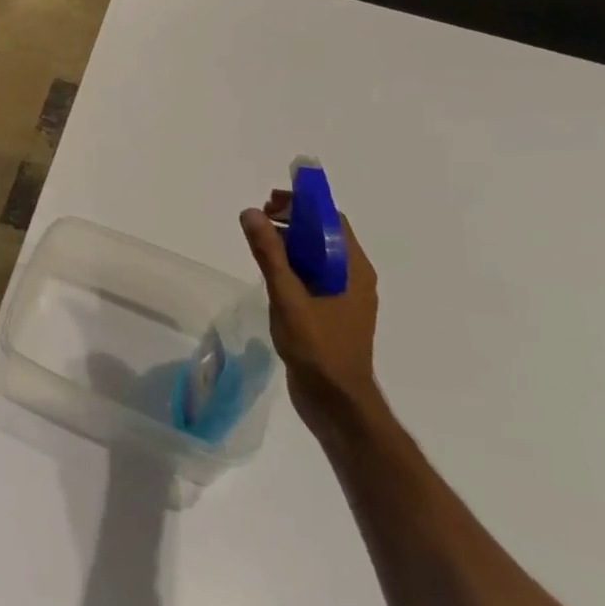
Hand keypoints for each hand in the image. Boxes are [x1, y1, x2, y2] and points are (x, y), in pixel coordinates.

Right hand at [240, 192, 379, 433]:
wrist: (337, 403)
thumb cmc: (318, 347)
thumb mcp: (288, 296)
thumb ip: (269, 254)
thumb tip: (251, 213)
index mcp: (353, 269)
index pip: (332, 220)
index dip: (302, 204)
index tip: (270, 202)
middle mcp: (354, 278)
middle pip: (324, 235)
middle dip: (293, 221)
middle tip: (258, 220)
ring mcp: (344, 297)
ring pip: (317, 257)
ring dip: (290, 243)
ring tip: (259, 243)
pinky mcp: (332, 314)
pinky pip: (313, 277)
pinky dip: (292, 266)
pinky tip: (270, 274)